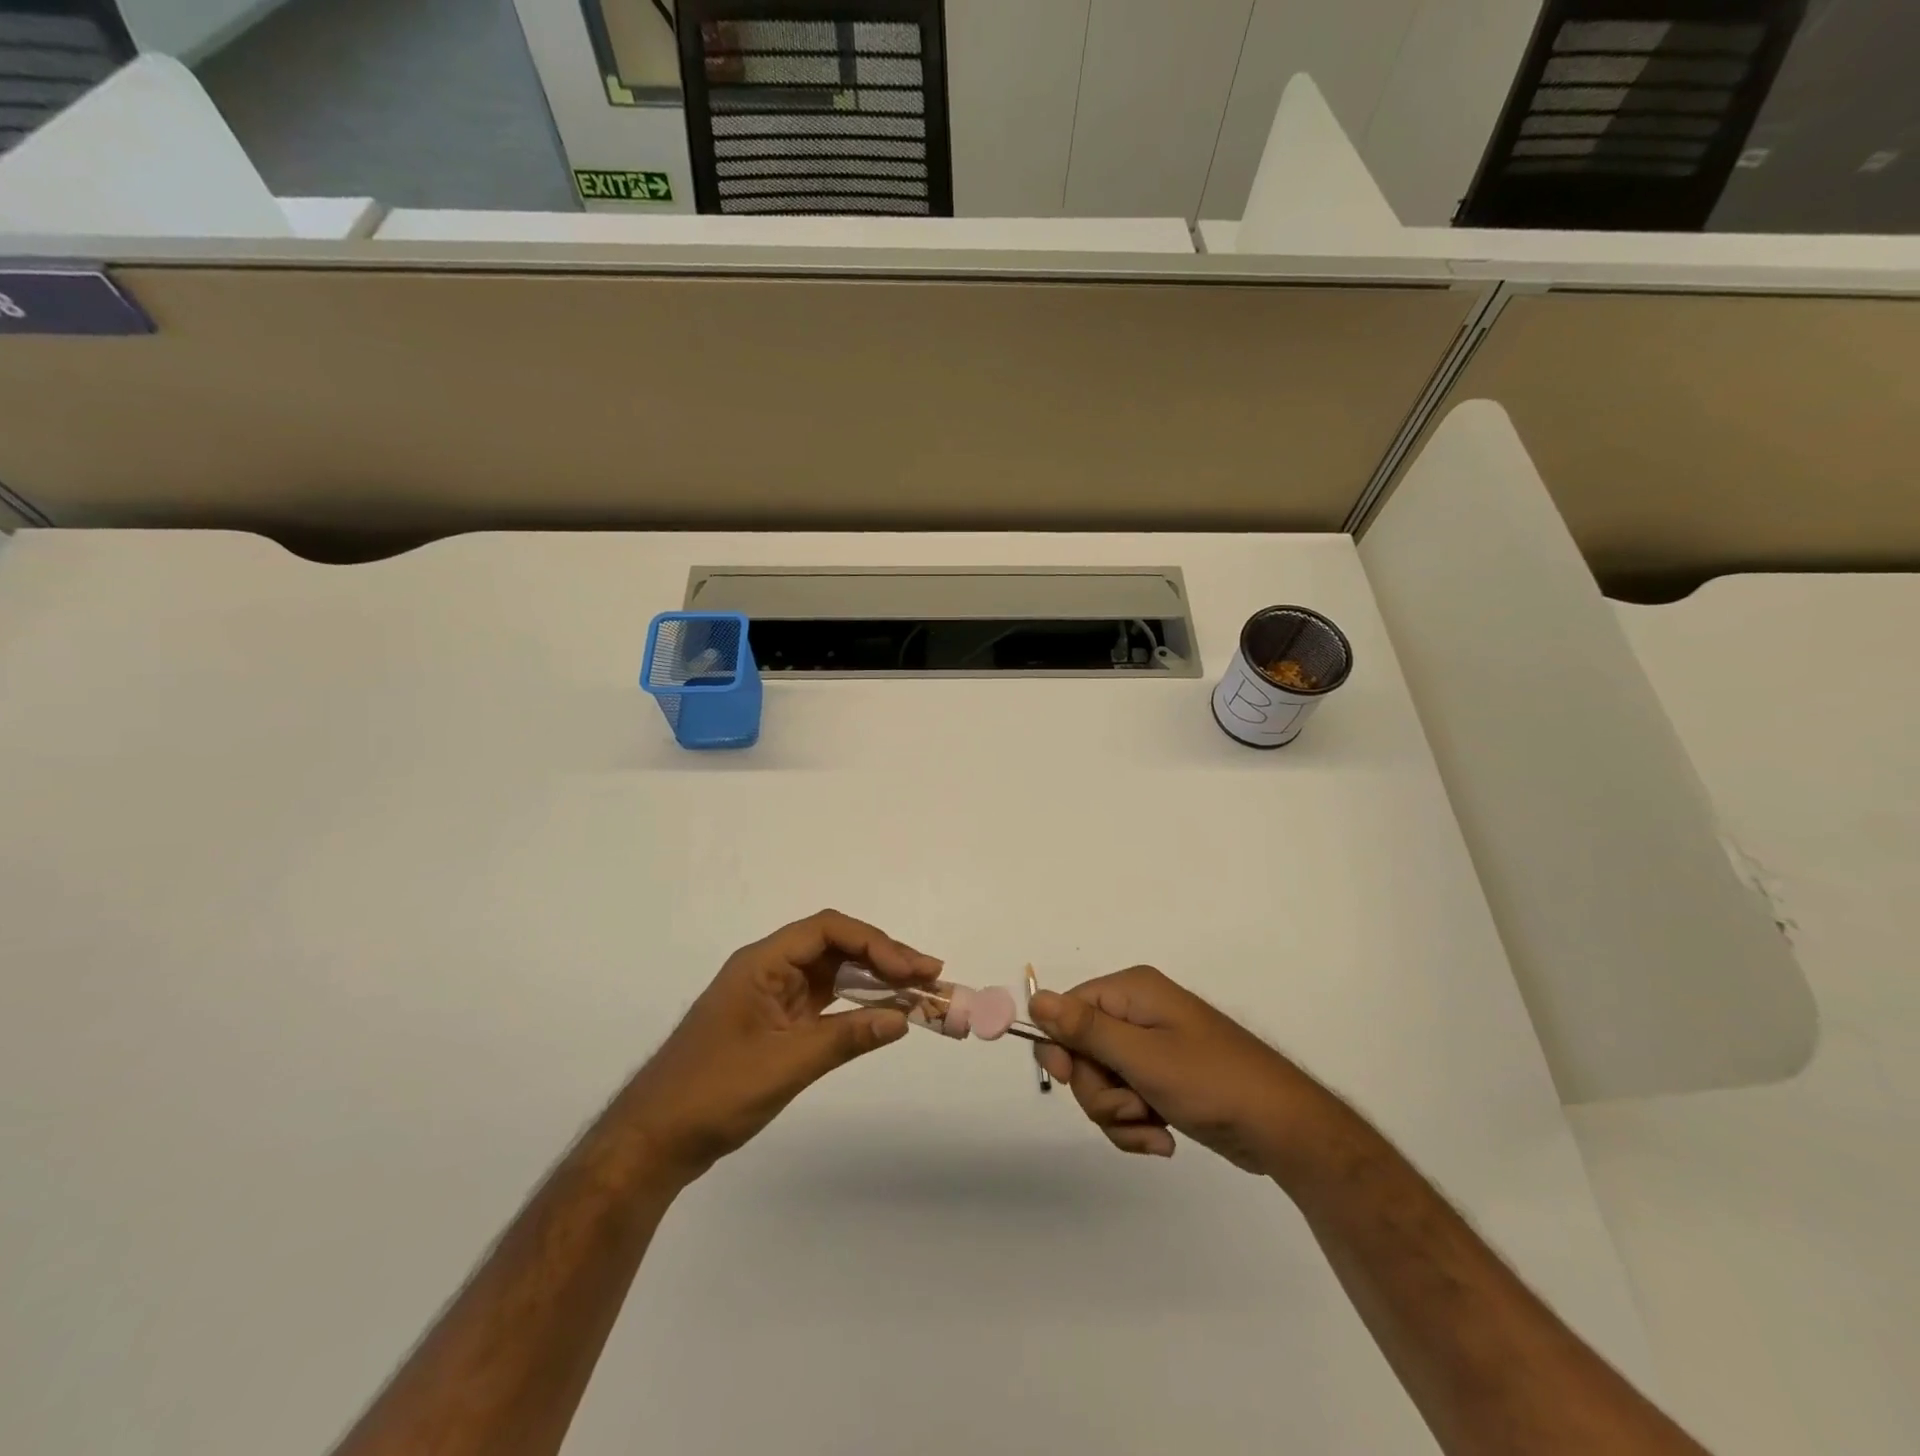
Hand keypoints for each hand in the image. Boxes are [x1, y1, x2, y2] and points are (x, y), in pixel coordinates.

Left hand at [625, 910, 942, 1180]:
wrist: (653, 1142)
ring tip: (918, 990)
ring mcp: (772, 997)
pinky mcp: (776, 1024)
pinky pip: (824, 1002)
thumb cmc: (713, 1093)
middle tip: (929, 975)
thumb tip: (903, 1018)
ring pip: (833, 973)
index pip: (828, 931)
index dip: (875, 943)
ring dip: (874, 980)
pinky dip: (856, 1005)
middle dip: (883, 957)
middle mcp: (769, 969)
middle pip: (835, 947)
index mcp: (762, 962)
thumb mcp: (785, 1064)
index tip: (912, 968)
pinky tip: (883, 1013)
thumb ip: (846, 1037)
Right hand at [1029, 966, 1316, 1173]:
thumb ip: (1086, 1029)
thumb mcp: (1143, 1058)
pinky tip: (1163, 1139)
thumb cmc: (1212, 1083)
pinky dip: (1136, 1125)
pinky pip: (1126, 1100)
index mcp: (1133, 992)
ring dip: (1120, 1115)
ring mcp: (1152, 1047)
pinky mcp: (1163, 1079)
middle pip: (1082, 1051)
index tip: (1068, 1078)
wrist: (1284, 1129)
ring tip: (1155, 1129)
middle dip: (1100, 1091)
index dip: (1062, 1047)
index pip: (1068, 1009)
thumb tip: (1036, 998)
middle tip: (1132, 1107)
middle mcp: (1138, 1012)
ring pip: (1101, 1082)